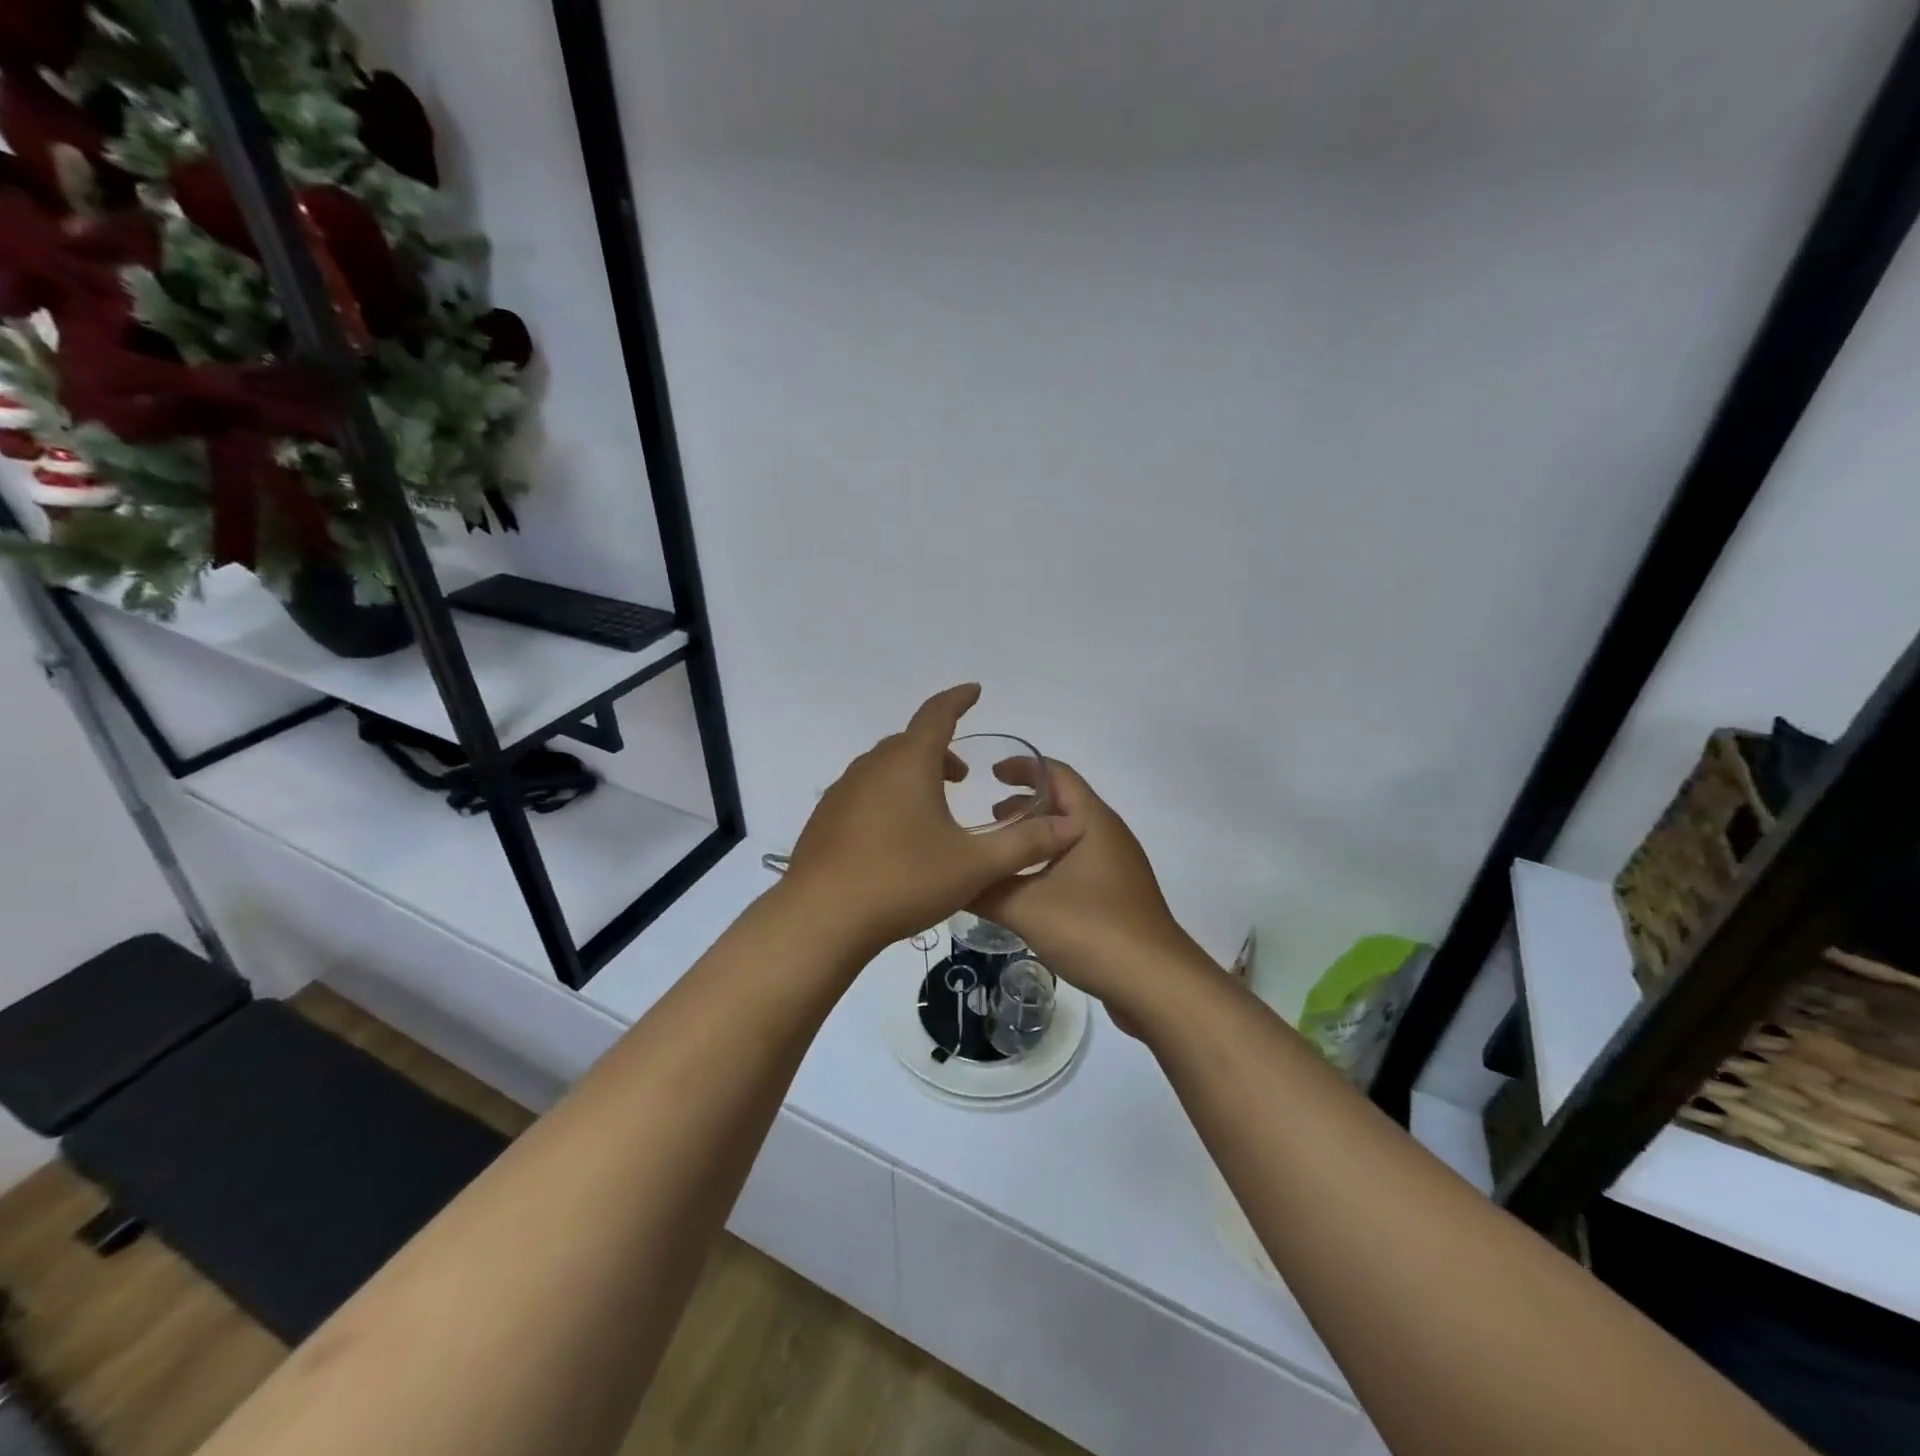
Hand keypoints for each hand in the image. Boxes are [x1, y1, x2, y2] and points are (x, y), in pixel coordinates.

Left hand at [780, 685, 1083, 956]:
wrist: (821, 918)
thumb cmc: (903, 880)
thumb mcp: (974, 865)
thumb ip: (1025, 844)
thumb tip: (1072, 826)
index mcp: (908, 762)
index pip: (937, 713)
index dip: (959, 700)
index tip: (975, 692)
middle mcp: (872, 767)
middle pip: (910, 742)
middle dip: (940, 749)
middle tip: (962, 776)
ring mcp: (842, 792)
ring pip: (885, 767)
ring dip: (913, 775)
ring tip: (933, 807)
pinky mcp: (825, 818)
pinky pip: (864, 792)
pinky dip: (888, 796)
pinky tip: (896, 837)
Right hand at [972, 761, 1195, 1016]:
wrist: (1155, 984)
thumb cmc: (1093, 930)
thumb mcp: (1026, 907)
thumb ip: (985, 888)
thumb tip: (951, 879)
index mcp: (1092, 822)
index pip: (1057, 775)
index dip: (1023, 767)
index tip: (989, 773)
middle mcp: (1108, 836)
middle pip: (1063, 804)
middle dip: (1024, 805)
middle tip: (986, 817)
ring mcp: (1116, 867)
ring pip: (1069, 837)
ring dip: (1036, 838)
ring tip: (1001, 852)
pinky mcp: (1117, 896)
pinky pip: (1077, 864)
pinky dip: (1048, 863)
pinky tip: (1026, 889)